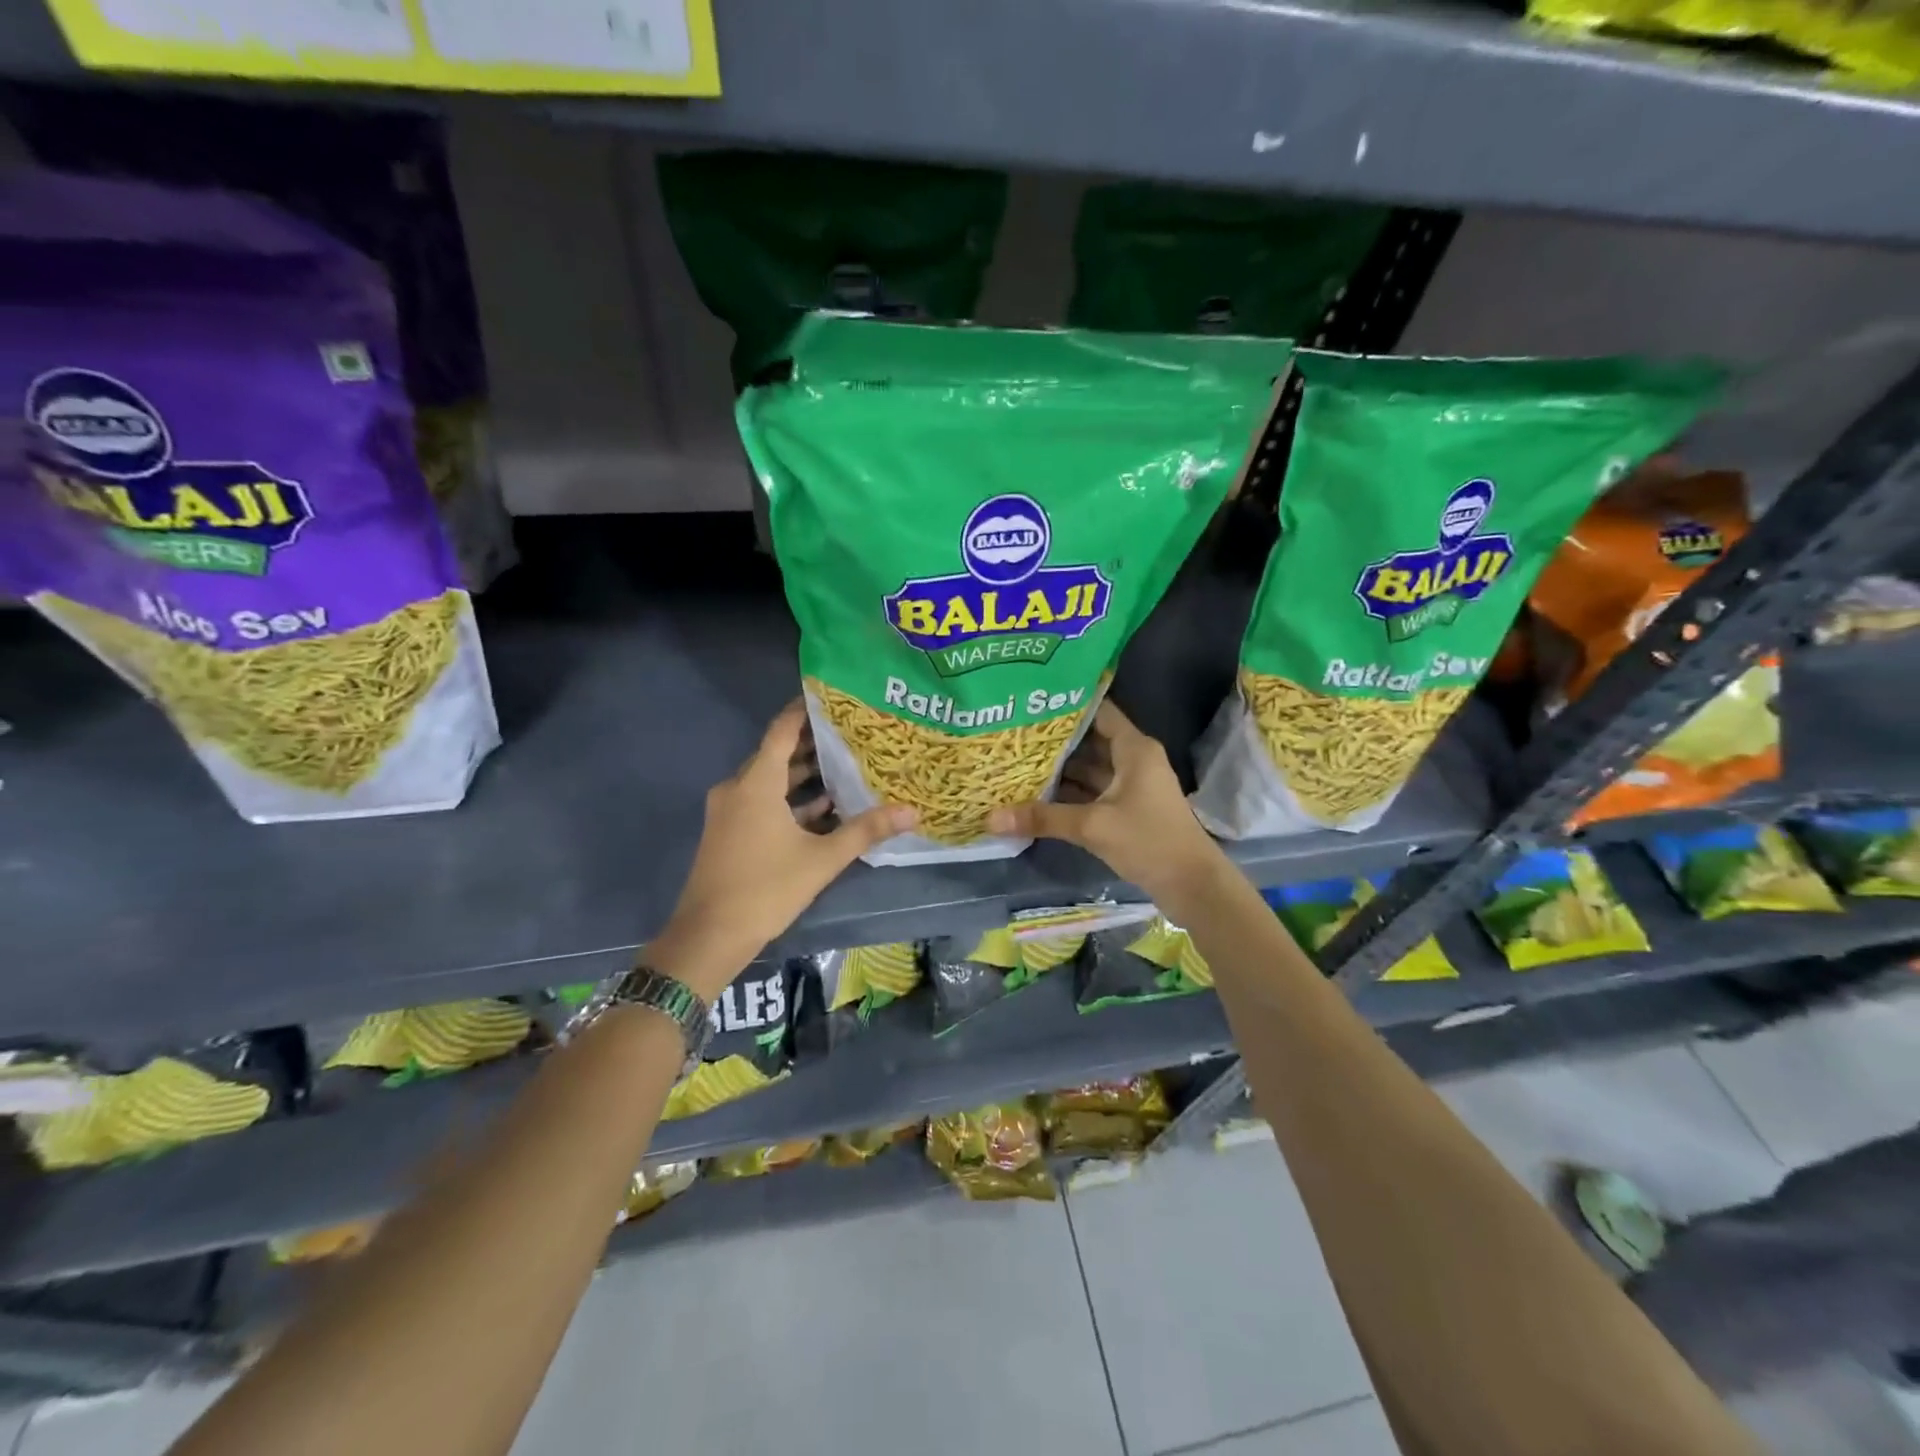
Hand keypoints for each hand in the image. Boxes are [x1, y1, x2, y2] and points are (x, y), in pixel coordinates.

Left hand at [651, 701, 915, 998]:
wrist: (709, 936)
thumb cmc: (766, 889)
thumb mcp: (822, 859)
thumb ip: (866, 830)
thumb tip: (912, 811)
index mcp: (756, 783)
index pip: (782, 730)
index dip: (805, 710)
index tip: (834, 696)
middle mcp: (738, 787)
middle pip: (777, 753)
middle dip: (813, 742)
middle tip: (853, 732)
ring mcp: (730, 810)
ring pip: (770, 780)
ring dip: (803, 774)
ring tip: (846, 765)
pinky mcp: (729, 831)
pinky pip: (762, 801)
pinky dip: (790, 800)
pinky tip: (824, 807)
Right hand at [987, 701, 1223, 903]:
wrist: (1192, 885)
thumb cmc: (1149, 840)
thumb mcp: (1093, 826)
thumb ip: (1043, 818)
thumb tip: (990, 818)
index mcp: (1133, 748)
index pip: (1098, 712)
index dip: (1068, 705)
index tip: (1031, 700)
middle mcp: (1132, 760)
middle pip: (1089, 741)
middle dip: (1054, 740)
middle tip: (1013, 732)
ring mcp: (1130, 786)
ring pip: (1088, 769)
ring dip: (1058, 769)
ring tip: (1016, 760)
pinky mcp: (1126, 810)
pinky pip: (1091, 792)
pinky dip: (1068, 793)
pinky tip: (1036, 794)